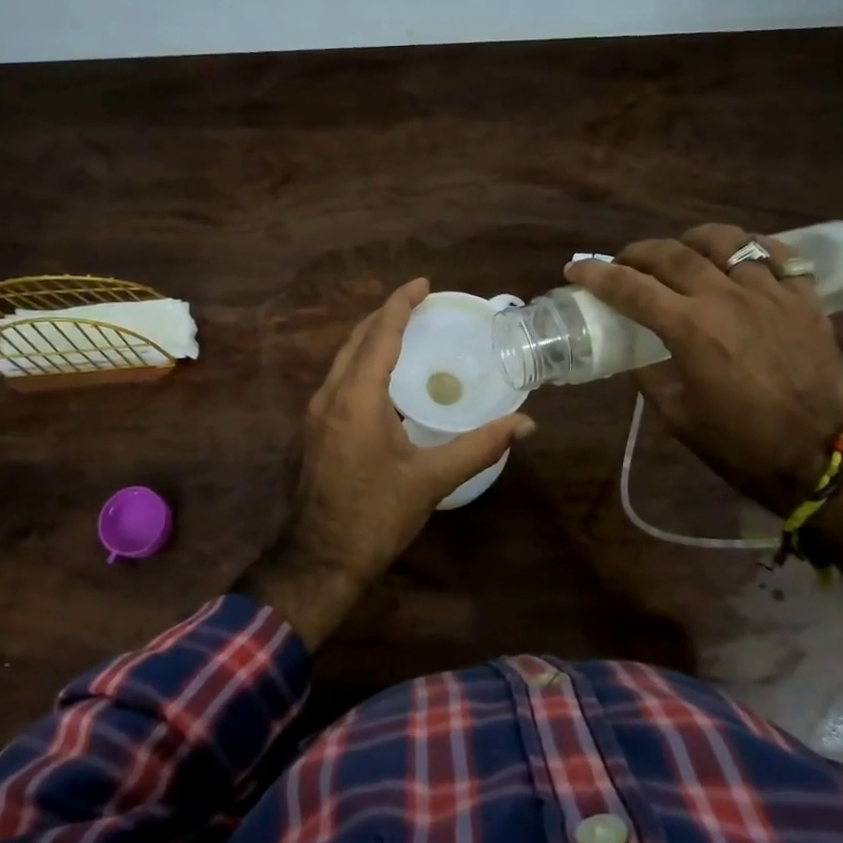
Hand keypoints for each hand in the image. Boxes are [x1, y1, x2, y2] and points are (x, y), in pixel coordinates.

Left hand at [239, 278, 535, 648]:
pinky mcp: (315, 429)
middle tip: (419, 304)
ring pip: (344, 358)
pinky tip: (385, 377)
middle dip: (385, 315)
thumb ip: (479, 446)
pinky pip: (340, 378)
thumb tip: (527, 424)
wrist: (321, 557)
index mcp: (357, 397)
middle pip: (357, 339)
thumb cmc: (376, 514)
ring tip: (405, 331)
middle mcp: (331, 395)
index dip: (401, 304)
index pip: (380, 334)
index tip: (424, 284)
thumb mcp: (432, 479)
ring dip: (371, 338)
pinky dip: (363, 362)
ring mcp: (317, 412)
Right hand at [566, 224, 842, 513]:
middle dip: (638, 252)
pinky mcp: (805, 299)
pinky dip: (752, 247)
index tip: (576, 268)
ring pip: (726, 241)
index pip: (630, 288)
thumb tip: (638, 355)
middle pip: (672, 254)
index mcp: (690, 329)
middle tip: (624, 263)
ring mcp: (771, 293)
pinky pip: (778, 254)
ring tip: (683, 251)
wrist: (823, 457)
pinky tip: (741, 256)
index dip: (597, 275)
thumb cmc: (742, 444)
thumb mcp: (678, 417)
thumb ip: (651, 377)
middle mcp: (726, 298)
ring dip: (693, 240)